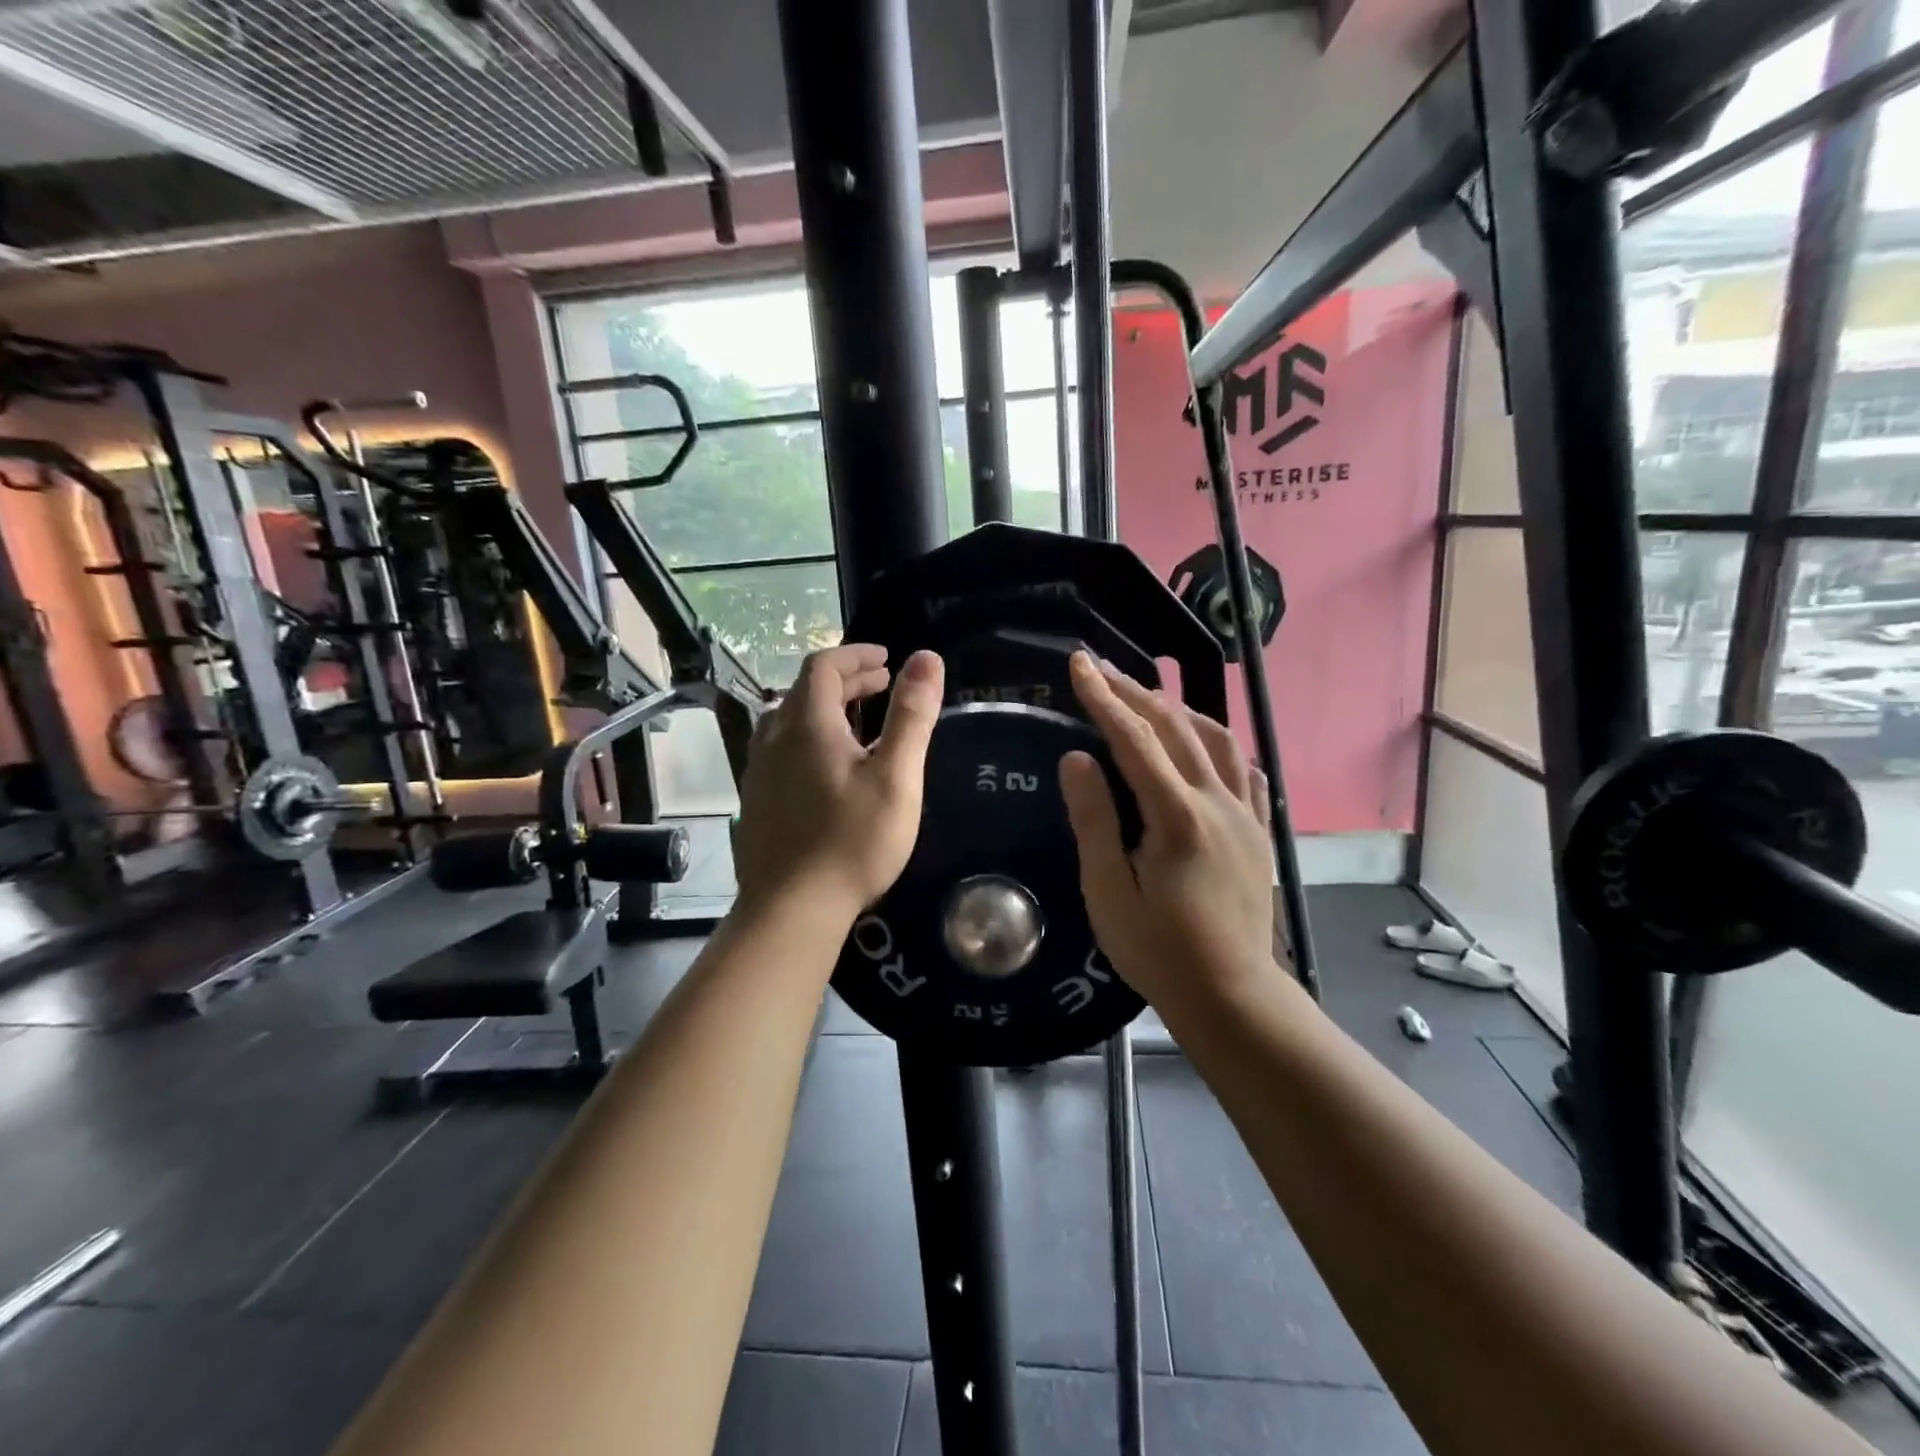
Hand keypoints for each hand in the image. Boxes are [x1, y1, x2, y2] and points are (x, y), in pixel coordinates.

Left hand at [732, 644, 944, 929]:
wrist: (792, 908)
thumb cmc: (852, 840)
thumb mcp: (895, 776)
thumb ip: (911, 715)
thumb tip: (926, 658)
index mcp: (807, 724)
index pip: (823, 665)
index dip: (856, 655)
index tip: (887, 659)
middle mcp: (775, 737)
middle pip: (805, 690)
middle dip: (846, 679)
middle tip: (883, 686)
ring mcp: (759, 769)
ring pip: (790, 719)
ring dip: (826, 707)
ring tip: (859, 720)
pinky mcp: (756, 798)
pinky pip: (783, 747)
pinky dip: (810, 736)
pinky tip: (829, 766)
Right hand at [1058, 651, 1283, 1015]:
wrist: (1231, 994)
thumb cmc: (1159, 950)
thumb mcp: (1109, 892)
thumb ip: (1094, 821)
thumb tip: (1076, 758)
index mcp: (1177, 817)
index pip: (1135, 739)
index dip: (1103, 698)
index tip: (1078, 664)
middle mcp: (1217, 802)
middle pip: (1174, 728)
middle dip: (1133, 691)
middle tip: (1099, 668)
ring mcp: (1245, 813)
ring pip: (1216, 739)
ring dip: (1177, 709)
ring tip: (1146, 696)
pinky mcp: (1258, 829)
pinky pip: (1243, 768)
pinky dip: (1217, 742)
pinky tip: (1203, 742)